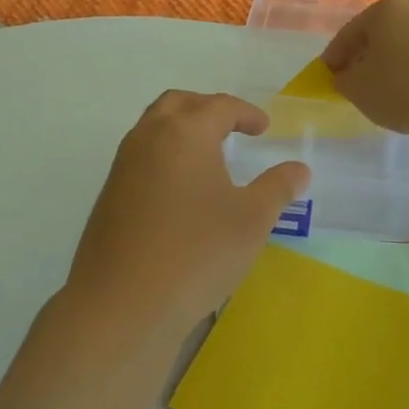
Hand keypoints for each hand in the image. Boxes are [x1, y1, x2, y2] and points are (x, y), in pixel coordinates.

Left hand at [63, 91, 309, 344]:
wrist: (122, 304)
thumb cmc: (197, 253)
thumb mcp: (252, 220)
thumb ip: (278, 188)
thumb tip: (299, 169)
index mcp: (184, 134)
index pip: (218, 106)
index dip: (246, 113)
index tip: (263, 128)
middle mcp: (148, 139)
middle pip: (177, 104)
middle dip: (207, 108)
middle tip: (231, 127)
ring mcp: (122, 167)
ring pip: (152, 128)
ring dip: (181, 130)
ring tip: (207, 156)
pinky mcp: (109, 196)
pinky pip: (140, 157)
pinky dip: (164, 156)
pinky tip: (180, 191)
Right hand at [322, 0, 408, 136]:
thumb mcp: (361, 90)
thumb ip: (345, 82)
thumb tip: (347, 76)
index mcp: (384, 9)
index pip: (348, 34)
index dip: (334, 59)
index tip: (327, 79)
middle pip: (380, 37)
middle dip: (366, 60)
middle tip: (357, 87)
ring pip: (408, 47)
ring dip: (395, 67)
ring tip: (390, 96)